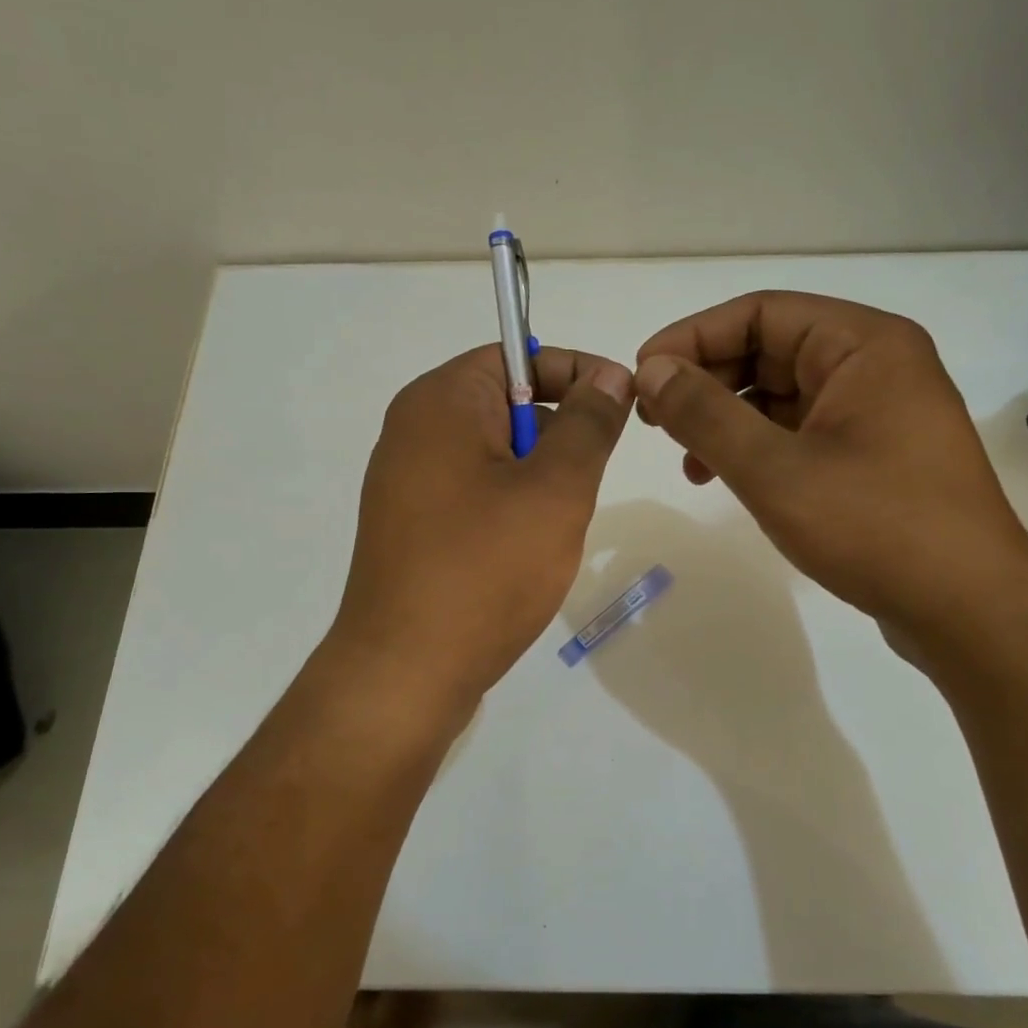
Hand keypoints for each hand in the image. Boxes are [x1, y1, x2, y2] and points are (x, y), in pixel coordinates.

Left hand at [330, 344, 632, 712]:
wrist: (405, 672)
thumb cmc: (485, 570)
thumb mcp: (556, 489)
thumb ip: (589, 423)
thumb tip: (609, 374)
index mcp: (441, 401)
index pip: (517, 354)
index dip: (576, 372)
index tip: (622, 406)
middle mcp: (414, 429)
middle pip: (506, 403)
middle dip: (558, 434)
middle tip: (585, 484)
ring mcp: (407, 481)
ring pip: (495, 453)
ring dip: (538, 477)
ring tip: (554, 528)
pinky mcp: (411, 526)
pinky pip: (474, 492)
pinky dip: (510, 507)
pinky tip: (524, 553)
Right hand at [634, 291, 1027, 644]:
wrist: (968, 610)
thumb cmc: (874, 526)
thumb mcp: (774, 469)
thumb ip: (704, 414)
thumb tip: (651, 371)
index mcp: (864, 345)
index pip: (762, 312)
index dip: (693, 337)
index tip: (643, 374)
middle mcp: (876, 365)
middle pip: (772, 349)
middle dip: (708, 381)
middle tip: (656, 420)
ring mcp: (879, 413)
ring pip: (783, 395)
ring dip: (727, 420)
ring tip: (687, 461)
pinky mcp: (875, 456)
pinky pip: (802, 431)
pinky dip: (758, 448)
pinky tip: (726, 478)